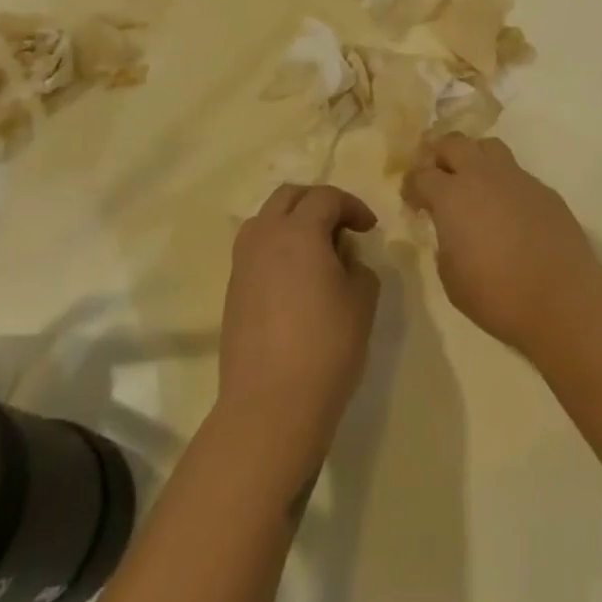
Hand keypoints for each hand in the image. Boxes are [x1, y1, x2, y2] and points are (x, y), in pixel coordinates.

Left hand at [218, 184, 381, 470]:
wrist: (271, 404)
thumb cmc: (326, 345)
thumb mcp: (362, 299)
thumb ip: (358, 265)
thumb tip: (343, 259)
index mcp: (298, 230)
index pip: (325, 197)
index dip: (352, 205)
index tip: (369, 229)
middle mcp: (265, 236)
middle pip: (288, 197)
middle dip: (317, 202)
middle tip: (341, 226)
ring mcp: (243, 263)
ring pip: (265, 220)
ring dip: (292, 222)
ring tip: (316, 250)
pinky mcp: (233, 291)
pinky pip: (255, 250)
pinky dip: (277, 248)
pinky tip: (296, 278)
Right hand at [403, 134, 600, 352]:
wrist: (562, 297)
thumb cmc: (497, 294)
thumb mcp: (451, 276)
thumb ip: (445, 243)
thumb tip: (452, 231)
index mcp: (451, 195)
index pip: (420, 174)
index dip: (411, 186)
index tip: (412, 202)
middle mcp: (482, 175)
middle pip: (453, 142)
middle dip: (438, 154)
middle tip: (436, 177)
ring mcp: (516, 178)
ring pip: (488, 146)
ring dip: (474, 158)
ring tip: (472, 183)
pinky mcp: (543, 189)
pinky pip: (516, 173)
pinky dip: (504, 183)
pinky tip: (508, 210)